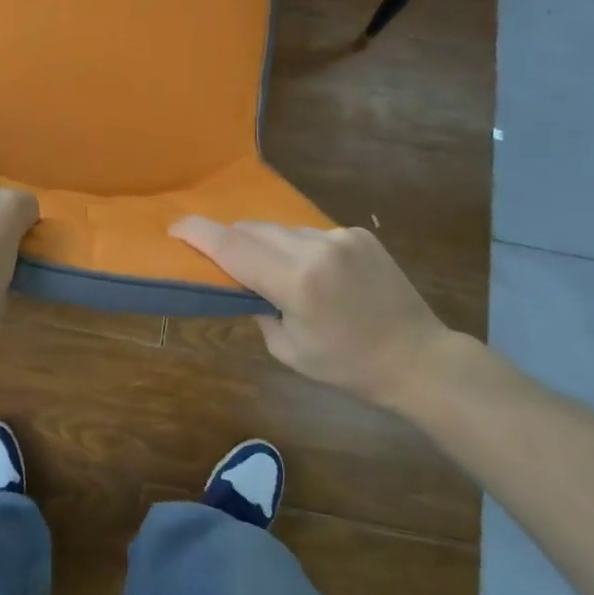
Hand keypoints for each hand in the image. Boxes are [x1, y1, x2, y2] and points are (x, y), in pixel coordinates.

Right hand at [170, 218, 454, 409]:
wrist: (419, 359)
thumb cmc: (349, 367)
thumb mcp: (289, 351)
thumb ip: (258, 310)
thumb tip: (244, 285)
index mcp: (297, 282)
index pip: (233, 247)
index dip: (198, 233)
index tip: (174, 227)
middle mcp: (316, 248)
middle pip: (253, 229)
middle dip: (228, 238)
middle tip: (214, 254)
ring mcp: (340, 236)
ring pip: (281, 229)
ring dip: (264, 243)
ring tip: (267, 270)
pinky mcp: (358, 234)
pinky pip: (309, 233)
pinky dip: (296, 248)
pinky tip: (310, 273)